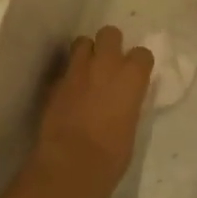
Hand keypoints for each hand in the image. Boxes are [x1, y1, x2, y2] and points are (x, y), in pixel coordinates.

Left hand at [31, 26, 153, 196]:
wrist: (72, 164)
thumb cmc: (112, 155)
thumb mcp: (131, 125)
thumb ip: (128, 102)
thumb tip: (122, 99)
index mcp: (131, 78)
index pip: (142, 54)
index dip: (139, 63)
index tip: (136, 74)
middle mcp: (105, 65)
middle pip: (109, 33)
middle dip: (110, 44)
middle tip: (109, 63)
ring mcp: (76, 71)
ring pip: (82, 42)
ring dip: (86, 53)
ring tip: (87, 71)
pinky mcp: (55, 83)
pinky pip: (64, 69)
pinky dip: (69, 75)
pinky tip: (70, 92)